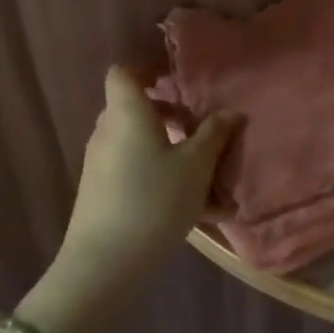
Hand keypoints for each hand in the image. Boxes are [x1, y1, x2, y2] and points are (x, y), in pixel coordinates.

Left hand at [55, 66, 239, 291]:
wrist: (105, 264)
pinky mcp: (103, 194)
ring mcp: (102, 165)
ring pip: (143, 146)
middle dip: (172, 116)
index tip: (178, 76)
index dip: (148, 68)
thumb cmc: (154, 199)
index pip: (125, 72)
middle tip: (203, 128)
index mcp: (127, 113)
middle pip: (137, 110)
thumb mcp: (196, 165)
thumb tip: (231, 112)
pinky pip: (139, 174)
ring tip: (213, 179)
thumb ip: (214, 134)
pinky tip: (204, 213)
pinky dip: (167, 182)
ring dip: (175, 153)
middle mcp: (109, 132)